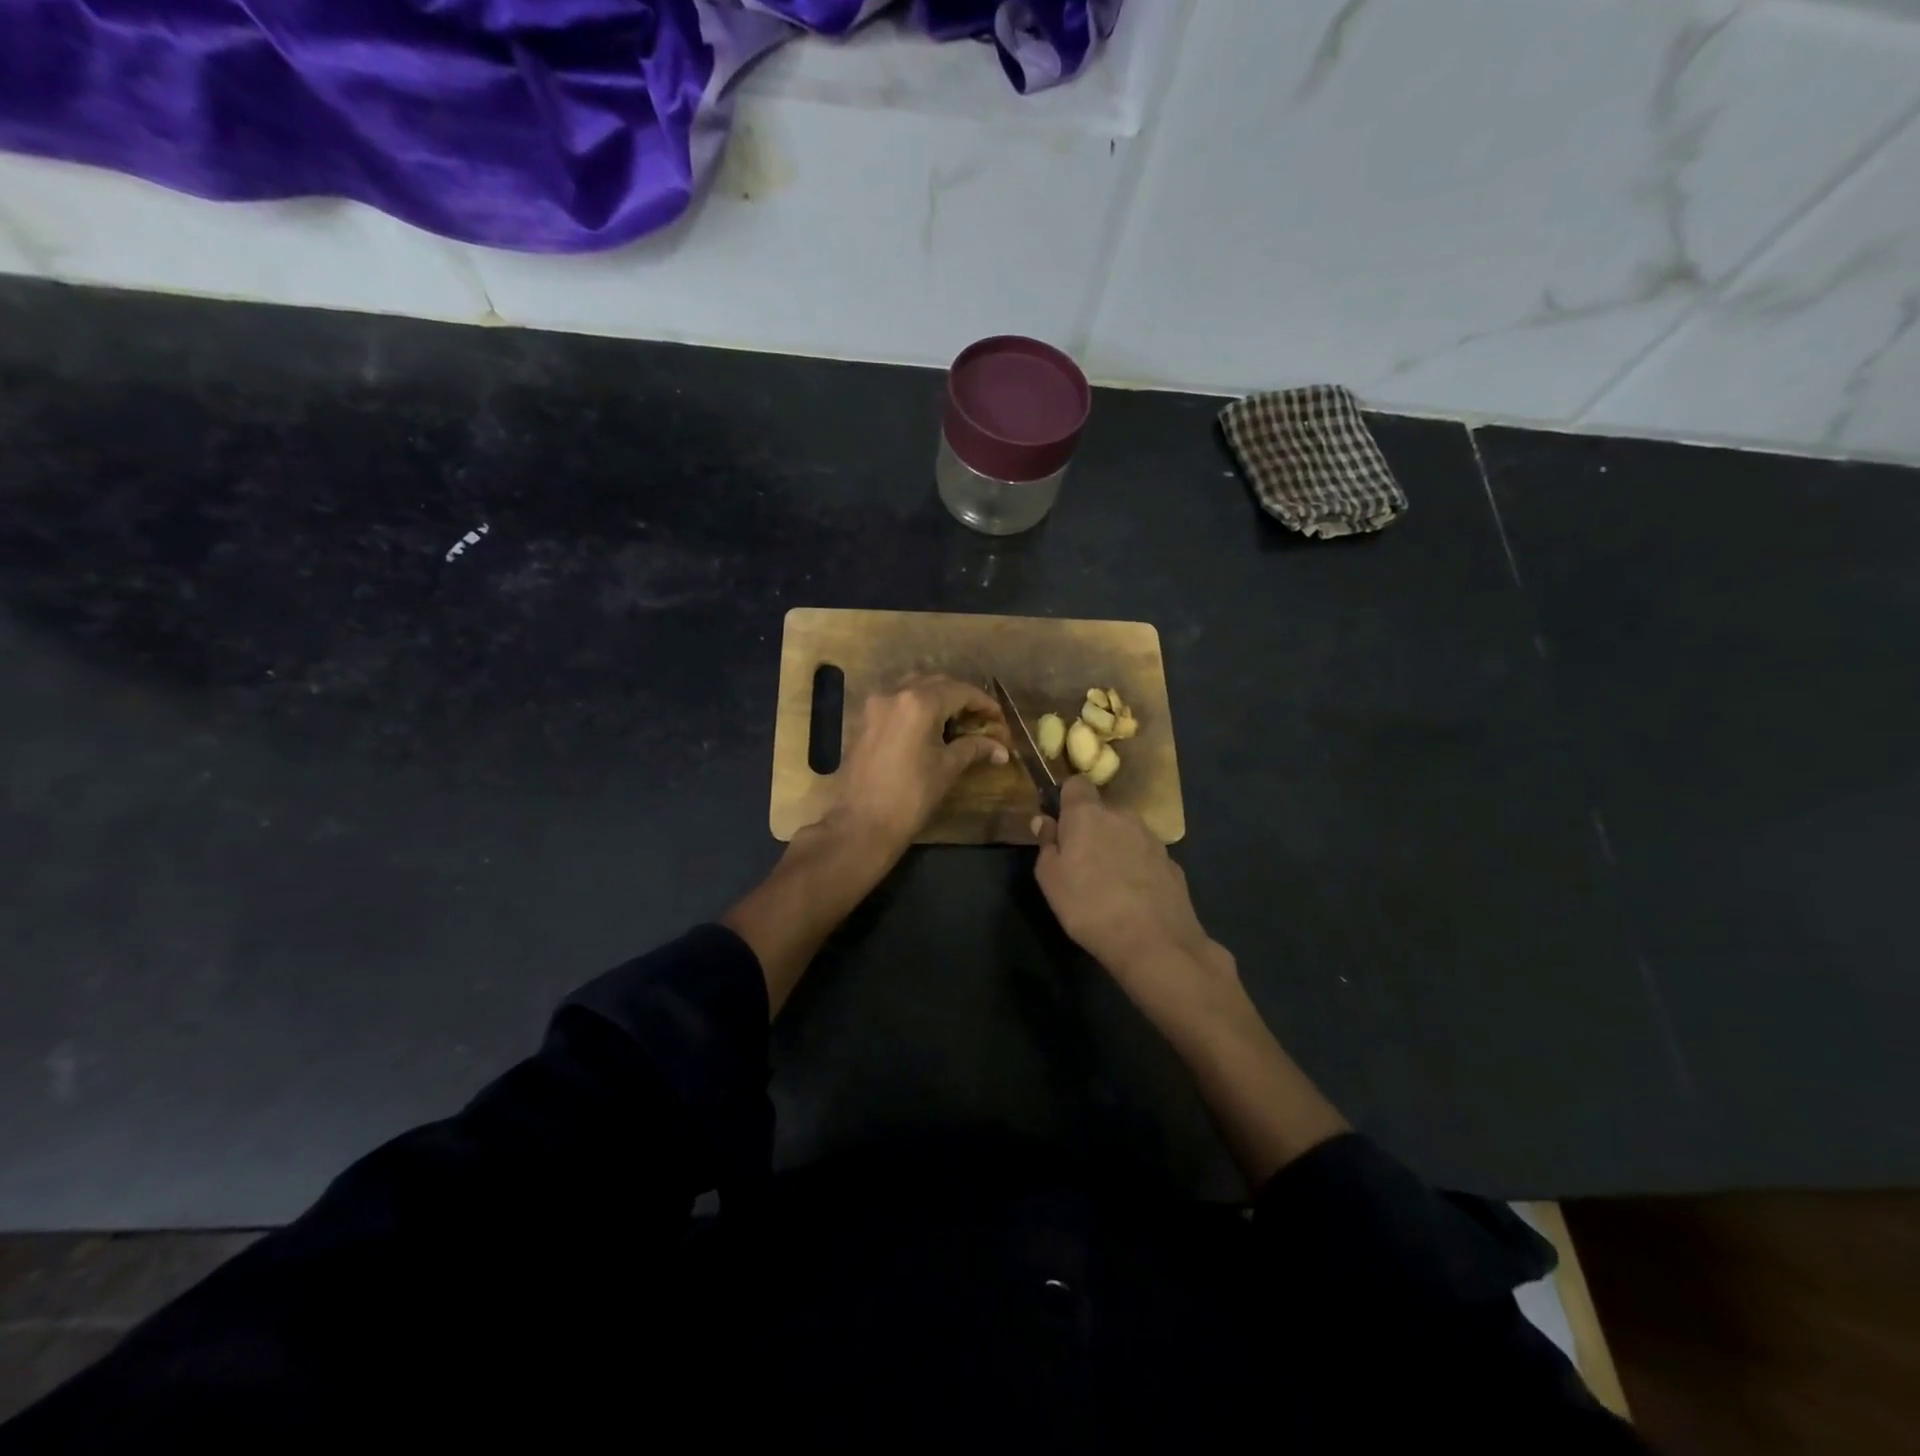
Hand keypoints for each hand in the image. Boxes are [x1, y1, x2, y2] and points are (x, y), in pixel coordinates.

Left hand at [823, 676, 1007, 859]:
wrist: (861, 823)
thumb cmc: (910, 796)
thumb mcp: (947, 768)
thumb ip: (974, 748)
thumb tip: (1001, 749)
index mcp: (920, 702)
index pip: (960, 691)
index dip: (984, 703)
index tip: (999, 718)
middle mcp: (895, 694)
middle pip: (936, 683)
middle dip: (960, 697)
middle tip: (979, 719)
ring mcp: (875, 705)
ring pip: (913, 687)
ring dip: (936, 697)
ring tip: (954, 720)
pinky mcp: (864, 720)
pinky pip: (896, 702)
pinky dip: (915, 707)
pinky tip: (927, 728)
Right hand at [1032, 776, 1237, 1021]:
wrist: (1153, 941)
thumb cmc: (1088, 905)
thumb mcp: (1050, 878)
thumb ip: (1046, 844)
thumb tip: (1044, 821)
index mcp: (1088, 814)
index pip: (1076, 783)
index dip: (1067, 799)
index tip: (1061, 823)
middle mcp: (1122, 816)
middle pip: (1102, 812)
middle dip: (1091, 829)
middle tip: (1080, 863)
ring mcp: (1152, 838)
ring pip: (1126, 833)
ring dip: (1115, 848)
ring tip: (1108, 884)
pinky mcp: (1172, 863)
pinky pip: (1145, 857)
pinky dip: (1137, 869)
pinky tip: (1133, 898)